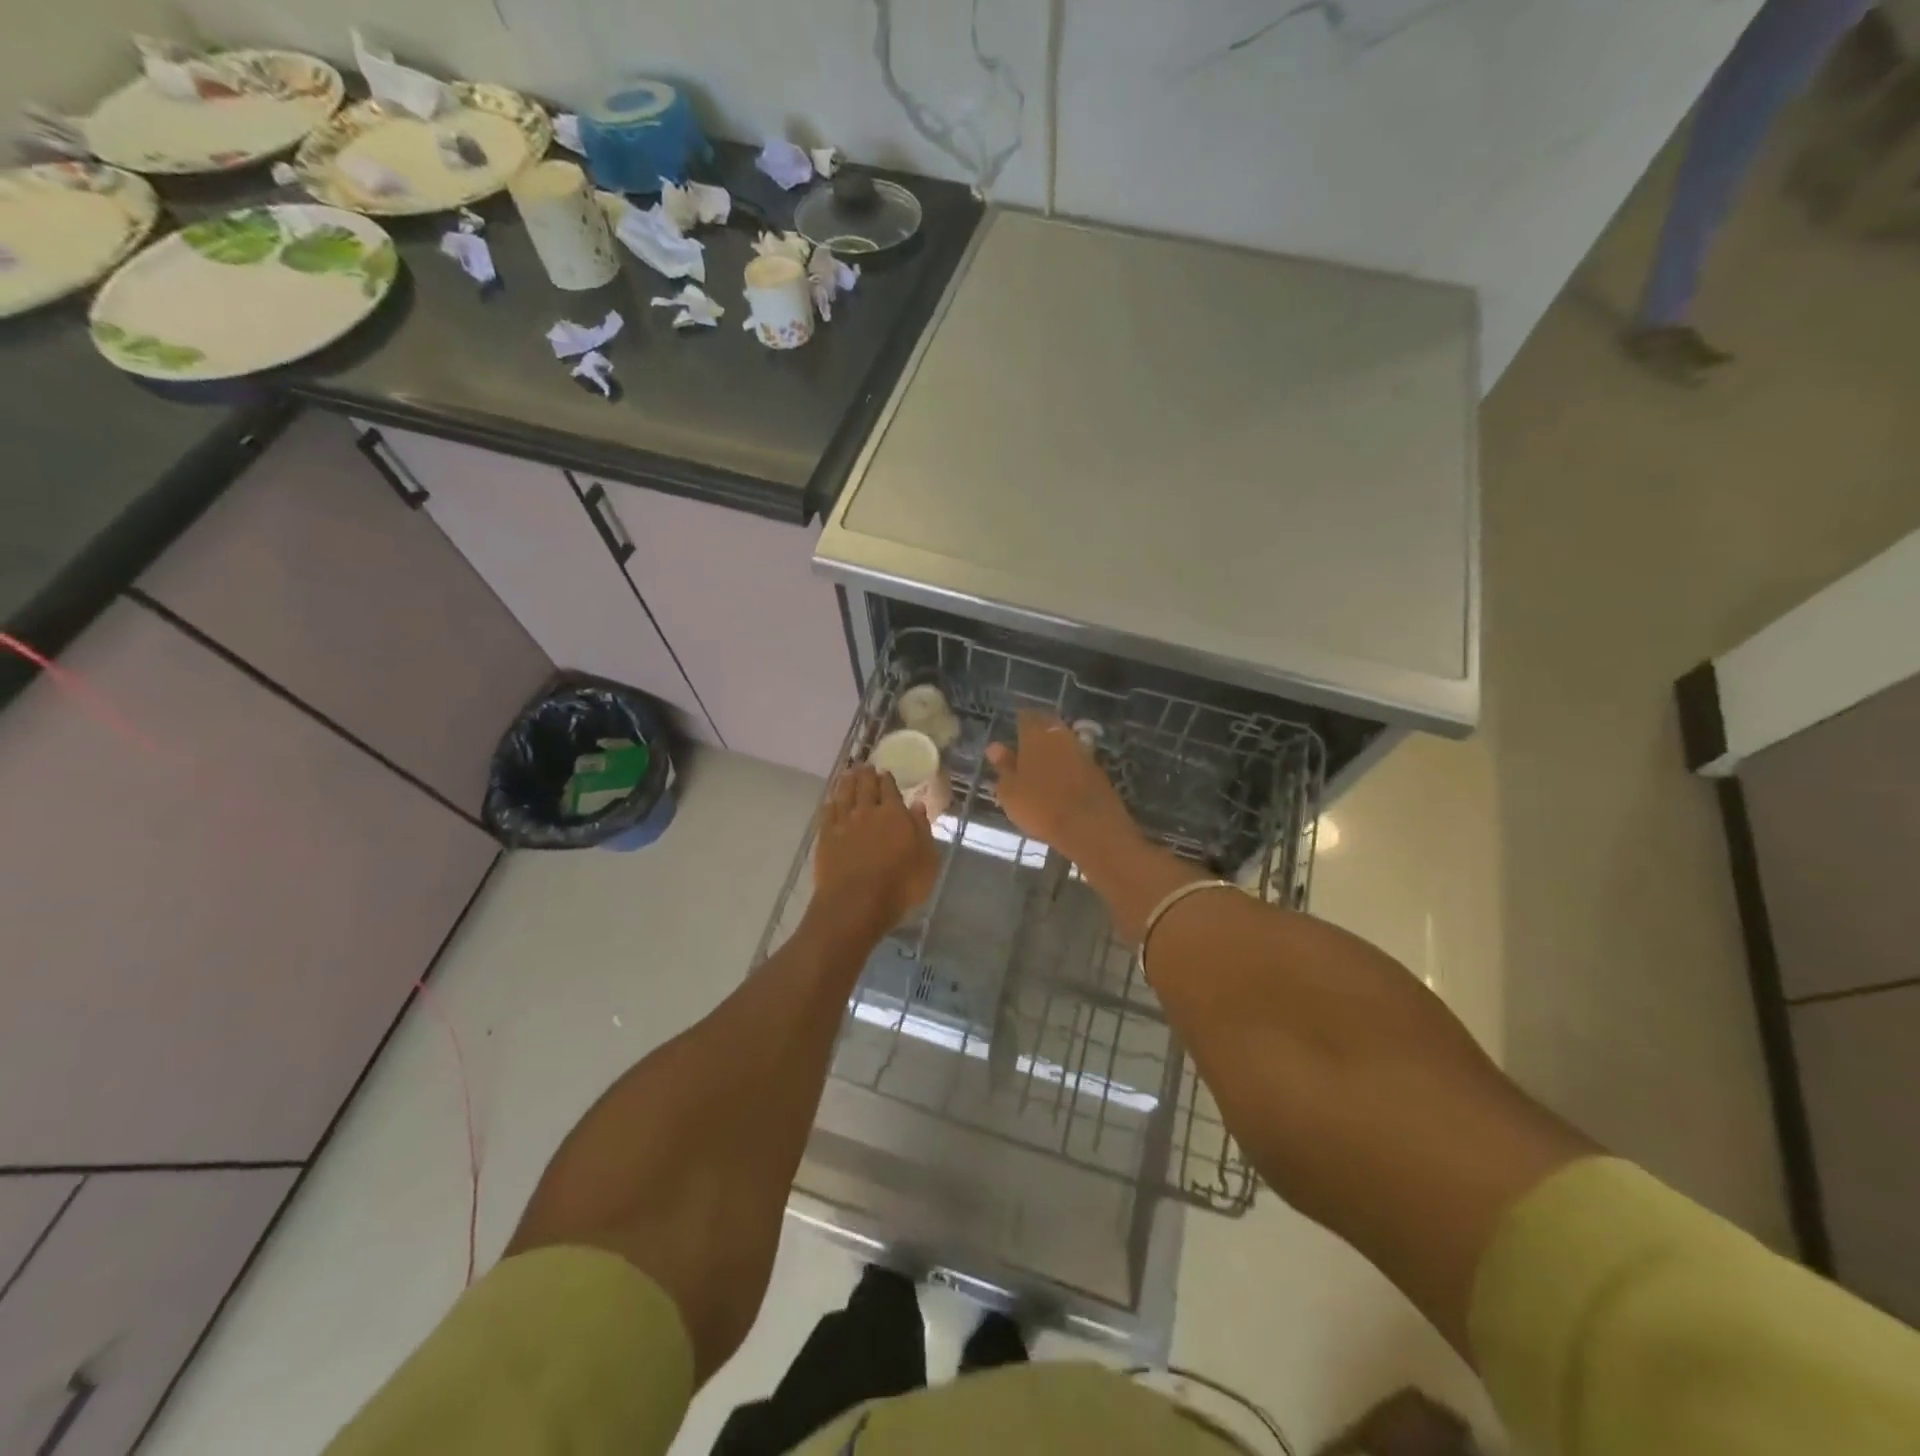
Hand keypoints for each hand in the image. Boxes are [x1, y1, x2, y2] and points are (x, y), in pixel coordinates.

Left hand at [812, 765, 940, 939]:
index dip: (887, 779)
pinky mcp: (826, 837)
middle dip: (866, 775)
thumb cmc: (900, 885)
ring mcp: (844, 824)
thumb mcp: (927, 860)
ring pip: (844, 795)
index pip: (890, 790)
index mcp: (895, 815)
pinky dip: (830, 803)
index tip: (884, 771)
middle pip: (865, 787)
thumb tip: (917, 806)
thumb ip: (922, 830)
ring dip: (847, 782)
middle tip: (864, 765)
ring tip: (848, 774)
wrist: (856, 903)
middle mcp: (868, 812)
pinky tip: (830, 801)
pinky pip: (827, 813)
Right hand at [986, 712, 1138, 864]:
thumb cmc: (1040, 806)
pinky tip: (1061, 778)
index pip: (1026, 716)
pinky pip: (1076, 759)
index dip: (1019, 722)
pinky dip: (1067, 764)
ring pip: (1063, 741)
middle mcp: (1060, 735)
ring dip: (1053, 748)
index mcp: (1036, 734)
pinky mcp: (1097, 769)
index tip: (1013, 730)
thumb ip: (1003, 766)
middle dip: (1038, 731)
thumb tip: (995, 747)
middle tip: (1026, 745)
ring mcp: (1082, 751)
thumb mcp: (1010, 791)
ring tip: (1041, 763)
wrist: (1090, 826)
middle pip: (1048, 724)